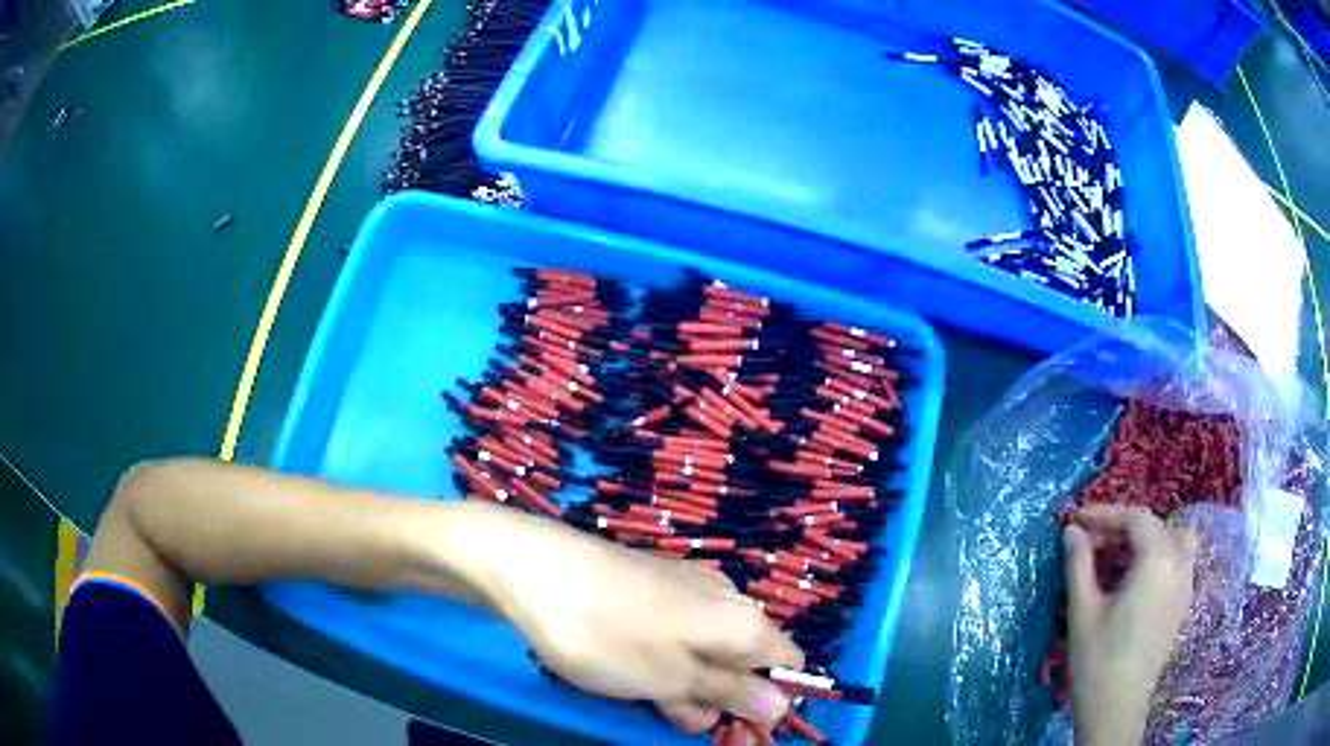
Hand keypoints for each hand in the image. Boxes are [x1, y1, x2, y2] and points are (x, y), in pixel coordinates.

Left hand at [459, 505, 801, 733]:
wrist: (534, 568)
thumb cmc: (607, 634)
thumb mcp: (672, 678)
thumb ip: (731, 692)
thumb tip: (781, 703)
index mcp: (744, 621)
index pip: (787, 662)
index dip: (770, 699)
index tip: (736, 727)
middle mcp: (726, 599)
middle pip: (745, 659)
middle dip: (719, 697)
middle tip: (676, 715)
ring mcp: (687, 590)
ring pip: (706, 650)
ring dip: (686, 683)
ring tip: (643, 693)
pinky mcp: (652, 587)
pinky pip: (676, 632)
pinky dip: (663, 658)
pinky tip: (630, 666)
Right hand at [1064, 506, 1197, 745]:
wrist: (1116, 709)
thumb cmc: (1097, 660)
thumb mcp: (1083, 610)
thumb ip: (1079, 564)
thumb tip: (1071, 530)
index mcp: (1157, 561)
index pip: (1135, 519)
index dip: (1105, 515)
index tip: (1077, 521)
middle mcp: (1179, 565)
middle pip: (1156, 527)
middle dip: (1124, 527)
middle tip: (1093, 542)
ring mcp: (1185, 585)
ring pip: (1176, 540)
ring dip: (1149, 539)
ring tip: (1118, 558)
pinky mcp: (1182, 605)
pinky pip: (1178, 562)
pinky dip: (1159, 557)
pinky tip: (1134, 580)